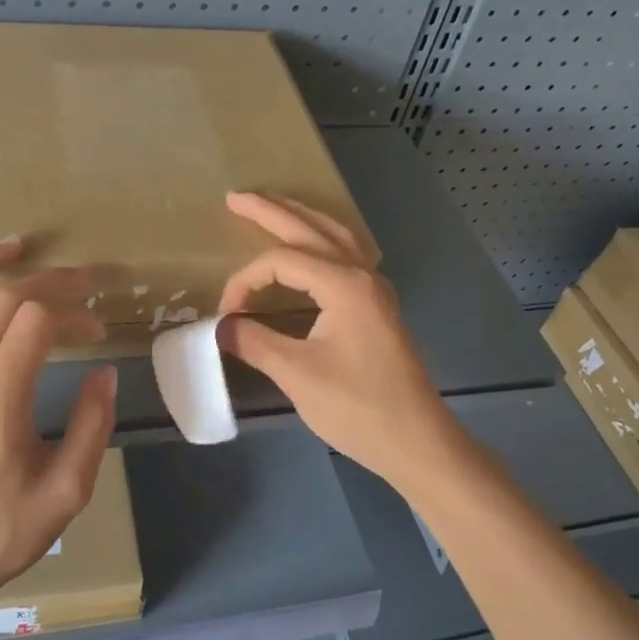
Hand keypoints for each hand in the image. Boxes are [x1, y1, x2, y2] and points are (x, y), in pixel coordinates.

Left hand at [0, 238, 117, 614]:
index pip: (38, 322)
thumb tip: (103, 373)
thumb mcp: (66, 490)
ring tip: (14, 246)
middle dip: (49, 282)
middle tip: (82, 281)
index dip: (76, 313)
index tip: (99, 331)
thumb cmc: (0, 533)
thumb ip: (91, 426)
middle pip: (3, 302)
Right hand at [217, 193, 455, 484]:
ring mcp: (375, 289)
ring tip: (271, 206)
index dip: (244, 281)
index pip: (281, 261)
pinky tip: (311, 248)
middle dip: (271, 210)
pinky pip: (346, 255)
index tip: (226, 316)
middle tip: (234, 197)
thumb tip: (221, 326)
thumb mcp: (297, 374)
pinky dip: (321, 241)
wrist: (417, 442)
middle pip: (311, 229)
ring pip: (335, 236)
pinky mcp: (377, 306)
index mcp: (344, 284)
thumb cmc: (358, 408)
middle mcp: (363, 274)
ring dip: (300, 218)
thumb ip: (254, 341)